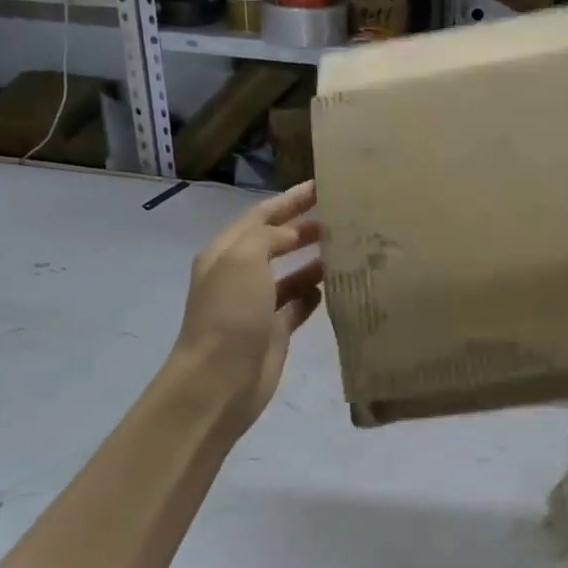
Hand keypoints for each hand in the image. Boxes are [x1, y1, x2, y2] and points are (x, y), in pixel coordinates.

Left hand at [172, 182, 323, 431]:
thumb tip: (293, 236)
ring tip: (347, 248)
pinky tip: (334, 288)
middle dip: (304, 227)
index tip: (322, 186)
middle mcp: (240, 275)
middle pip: (276, 242)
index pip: (261, 215)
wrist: (219, 380)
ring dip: (313, 260)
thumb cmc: (229, 313)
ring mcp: (257, 305)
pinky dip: (314, 295)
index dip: (290, 200)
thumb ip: (268, 237)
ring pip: (290, 274)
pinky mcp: (274, 332)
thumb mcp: (243, 259)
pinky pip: (298, 305)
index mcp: (226, 252)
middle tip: (342, 216)